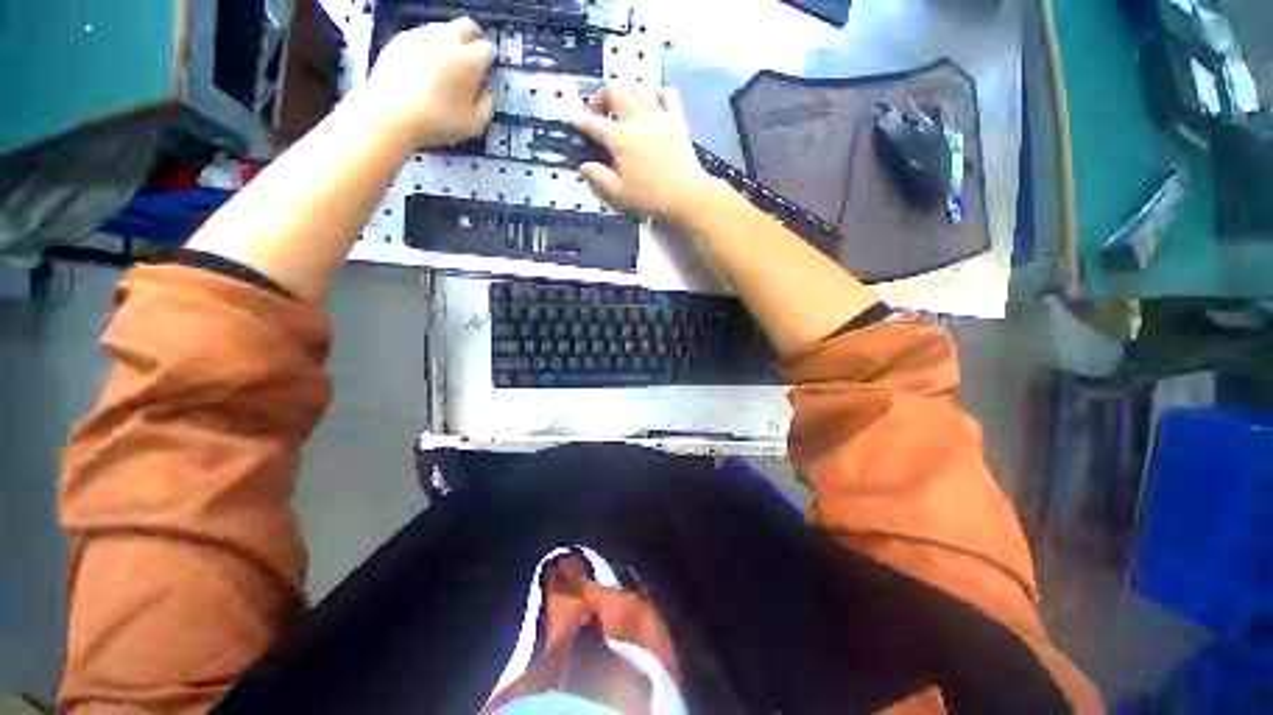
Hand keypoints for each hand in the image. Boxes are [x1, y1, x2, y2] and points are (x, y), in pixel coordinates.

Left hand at [364, 18, 495, 147]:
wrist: (390, 113)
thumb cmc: (438, 121)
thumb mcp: (475, 123)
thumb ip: (487, 103)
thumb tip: (488, 88)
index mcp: (469, 60)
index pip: (488, 48)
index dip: (490, 58)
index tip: (488, 69)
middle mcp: (447, 40)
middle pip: (466, 26)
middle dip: (474, 37)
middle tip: (474, 53)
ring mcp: (421, 36)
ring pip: (443, 28)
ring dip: (450, 40)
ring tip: (448, 62)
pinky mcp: (400, 39)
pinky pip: (421, 37)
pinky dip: (429, 46)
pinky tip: (425, 66)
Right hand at [572, 84, 714, 221]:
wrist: (685, 194)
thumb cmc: (650, 196)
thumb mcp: (619, 193)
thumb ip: (599, 178)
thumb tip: (584, 166)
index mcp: (620, 138)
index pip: (593, 123)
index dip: (580, 120)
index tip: (573, 120)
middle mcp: (637, 119)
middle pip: (615, 89)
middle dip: (602, 97)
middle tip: (601, 113)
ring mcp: (659, 115)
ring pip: (639, 87)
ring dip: (627, 93)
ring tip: (624, 109)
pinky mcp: (676, 118)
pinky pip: (667, 93)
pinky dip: (656, 93)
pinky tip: (652, 103)